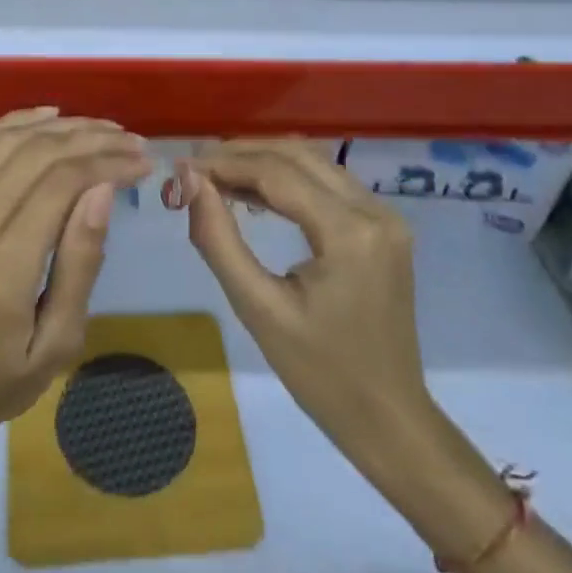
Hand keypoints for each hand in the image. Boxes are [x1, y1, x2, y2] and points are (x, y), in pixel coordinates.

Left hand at [0, 108, 149, 450]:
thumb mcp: (57, 343)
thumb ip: (80, 262)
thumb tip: (102, 190)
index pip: (57, 187)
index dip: (105, 163)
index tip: (142, 161)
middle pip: (33, 156)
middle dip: (89, 139)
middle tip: (132, 141)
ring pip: (5, 144)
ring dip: (57, 127)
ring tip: (101, 127)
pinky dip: (12, 124)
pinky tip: (47, 116)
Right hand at [177, 140, 430, 459]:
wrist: (389, 418)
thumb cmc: (321, 374)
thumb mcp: (258, 309)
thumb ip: (219, 240)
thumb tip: (190, 182)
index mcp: (349, 233)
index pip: (277, 173)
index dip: (226, 164)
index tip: (182, 167)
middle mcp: (375, 211)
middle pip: (298, 156)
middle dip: (243, 154)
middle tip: (195, 167)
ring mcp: (385, 217)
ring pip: (314, 163)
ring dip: (265, 161)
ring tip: (215, 175)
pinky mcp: (383, 227)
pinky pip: (329, 184)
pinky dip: (289, 180)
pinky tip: (253, 192)